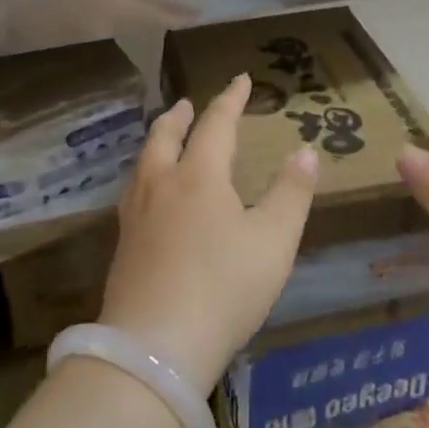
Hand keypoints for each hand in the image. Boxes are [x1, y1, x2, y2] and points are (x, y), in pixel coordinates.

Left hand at [99, 74, 317, 391]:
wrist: (154, 349)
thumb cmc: (223, 287)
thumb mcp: (273, 242)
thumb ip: (291, 193)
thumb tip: (305, 152)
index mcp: (199, 175)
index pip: (216, 123)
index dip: (230, 99)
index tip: (241, 78)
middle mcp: (162, 185)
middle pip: (165, 136)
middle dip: (180, 116)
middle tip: (188, 104)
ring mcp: (135, 216)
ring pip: (143, 162)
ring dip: (157, 141)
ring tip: (165, 140)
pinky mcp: (123, 246)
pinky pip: (134, 192)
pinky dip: (146, 175)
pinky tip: (148, 196)